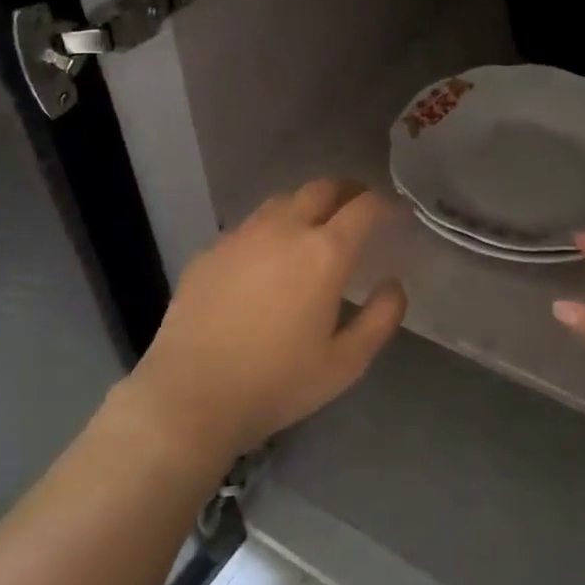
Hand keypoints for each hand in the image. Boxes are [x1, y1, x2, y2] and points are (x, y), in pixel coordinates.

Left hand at [120, 179, 406, 469]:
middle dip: (346, 191)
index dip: (384, 204)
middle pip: (321, 188)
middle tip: (357, 208)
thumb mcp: (345, 363)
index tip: (394, 212)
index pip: (363, 208)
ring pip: (281, 201)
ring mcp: (240, 236)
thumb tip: (393, 284)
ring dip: (305, 206)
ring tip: (312, 228)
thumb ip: (380, 318)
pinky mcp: (209, 251)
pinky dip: (268, 231)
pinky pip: (248, 227)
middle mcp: (283, 230)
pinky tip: (264, 260)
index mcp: (323, 253)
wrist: (190, 396)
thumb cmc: (277, 383)